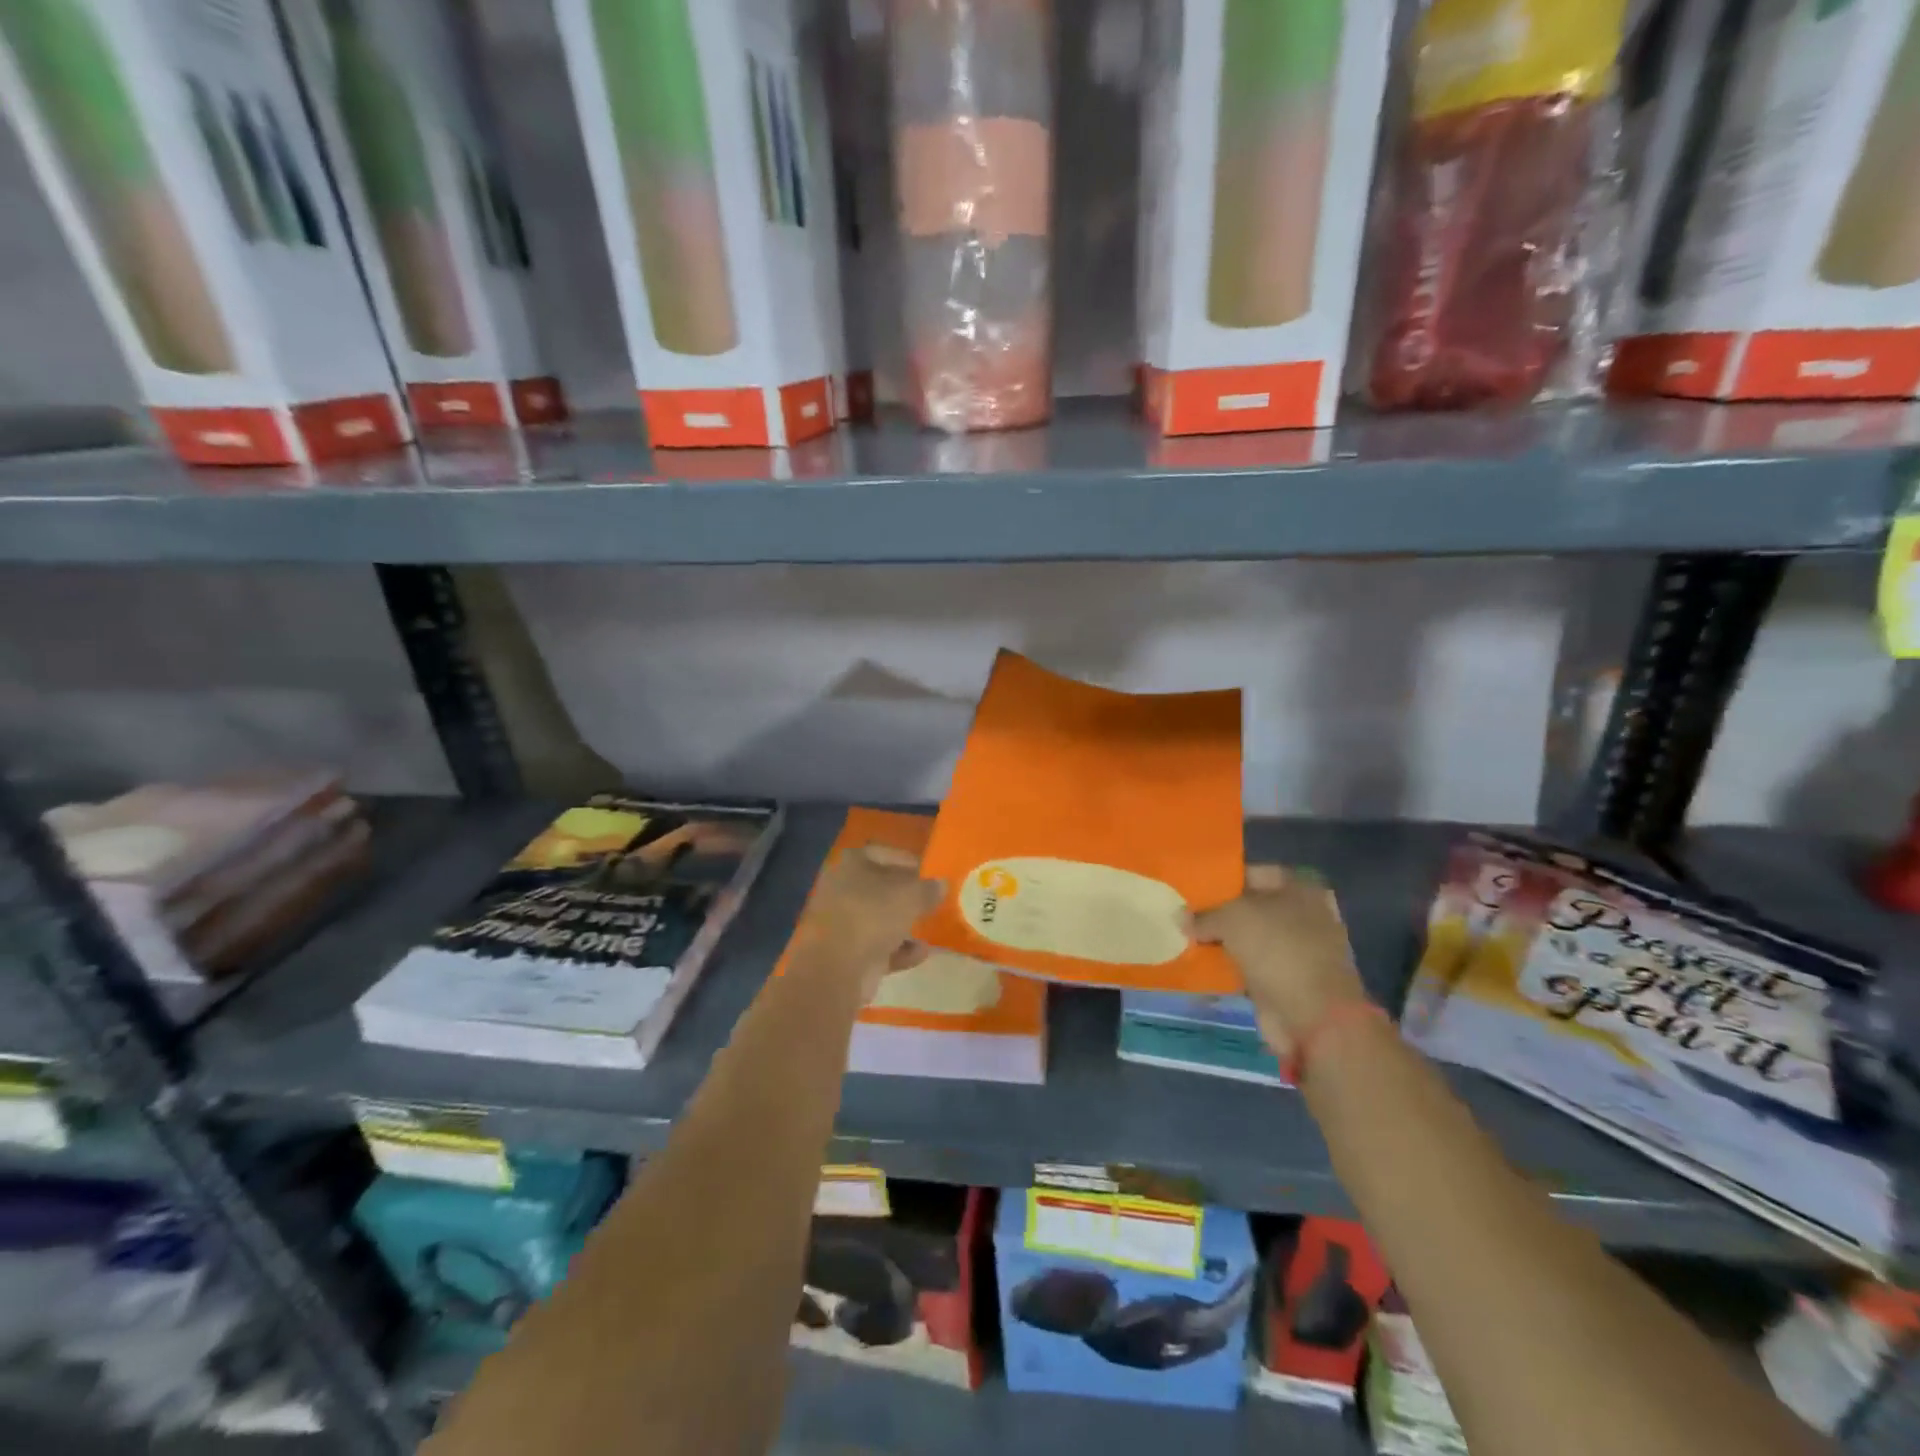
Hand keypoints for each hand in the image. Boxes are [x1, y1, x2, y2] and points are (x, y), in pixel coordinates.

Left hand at [801, 844, 944, 1002]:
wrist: (835, 970)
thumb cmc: (872, 916)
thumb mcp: (911, 896)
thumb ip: (929, 889)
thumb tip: (941, 884)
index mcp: (851, 864)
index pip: (884, 853)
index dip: (909, 861)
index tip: (931, 873)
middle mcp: (841, 888)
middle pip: (880, 888)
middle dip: (906, 896)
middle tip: (931, 901)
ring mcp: (840, 923)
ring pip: (877, 919)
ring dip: (902, 924)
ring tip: (929, 928)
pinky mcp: (843, 954)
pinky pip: (876, 947)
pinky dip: (897, 950)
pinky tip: (920, 953)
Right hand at [1192, 865, 1368, 1056]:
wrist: (1314, 1017)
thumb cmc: (1278, 950)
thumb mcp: (1232, 918)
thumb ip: (1203, 914)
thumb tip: (1180, 917)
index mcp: (1299, 888)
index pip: (1250, 873)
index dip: (1220, 878)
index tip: (1190, 886)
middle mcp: (1301, 915)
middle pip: (1249, 906)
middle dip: (1217, 911)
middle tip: (1181, 912)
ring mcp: (1295, 950)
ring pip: (1247, 938)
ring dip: (1220, 940)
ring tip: (1182, 936)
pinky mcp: (1285, 980)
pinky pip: (1248, 965)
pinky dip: (1227, 966)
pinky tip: (1198, 963)